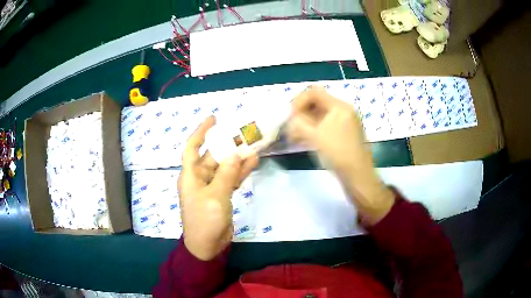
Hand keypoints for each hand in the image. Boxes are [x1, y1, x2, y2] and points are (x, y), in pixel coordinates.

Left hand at [178, 116, 257, 259]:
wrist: (207, 245)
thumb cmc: (205, 219)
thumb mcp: (216, 195)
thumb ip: (226, 174)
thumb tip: (235, 153)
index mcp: (191, 175)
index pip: (192, 147)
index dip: (200, 132)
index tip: (213, 119)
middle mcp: (199, 178)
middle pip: (212, 156)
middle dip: (226, 144)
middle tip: (242, 132)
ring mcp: (211, 187)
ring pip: (224, 167)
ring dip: (237, 158)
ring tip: (252, 144)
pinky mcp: (221, 195)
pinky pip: (230, 179)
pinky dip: (240, 172)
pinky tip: (253, 162)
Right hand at [288, 86, 394, 224]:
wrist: (357, 175)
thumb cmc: (338, 153)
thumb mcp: (315, 136)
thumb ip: (299, 123)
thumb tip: (290, 117)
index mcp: (339, 106)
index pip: (314, 92)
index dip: (298, 101)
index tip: (290, 116)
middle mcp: (343, 111)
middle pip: (316, 103)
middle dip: (300, 113)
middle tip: (290, 127)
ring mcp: (344, 123)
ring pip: (319, 116)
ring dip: (305, 123)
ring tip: (293, 136)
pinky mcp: (343, 134)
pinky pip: (325, 126)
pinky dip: (313, 130)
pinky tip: (303, 141)